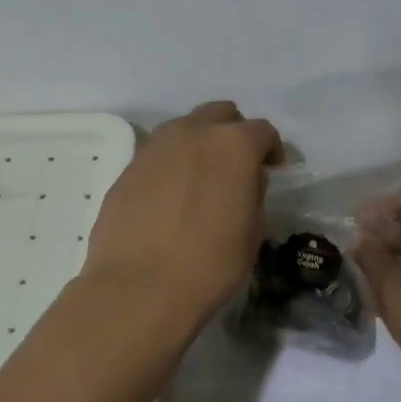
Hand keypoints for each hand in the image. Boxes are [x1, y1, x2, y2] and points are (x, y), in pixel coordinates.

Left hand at [82, 101, 282, 332]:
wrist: (140, 287)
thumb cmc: (210, 264)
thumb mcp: (252, 232)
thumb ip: (253, 192)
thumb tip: (246, 178)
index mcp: (233, 144)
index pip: (262, 131)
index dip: (271, 149)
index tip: (273, 168)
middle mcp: (192, 133)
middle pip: (219, 114)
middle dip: (232, 132)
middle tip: (236, 166)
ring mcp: (154, 147)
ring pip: (183, 129)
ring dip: (198, 144)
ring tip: (200, 179)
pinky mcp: (127, 168)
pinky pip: (157, 155)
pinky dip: (170, 165)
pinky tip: (170, 198)